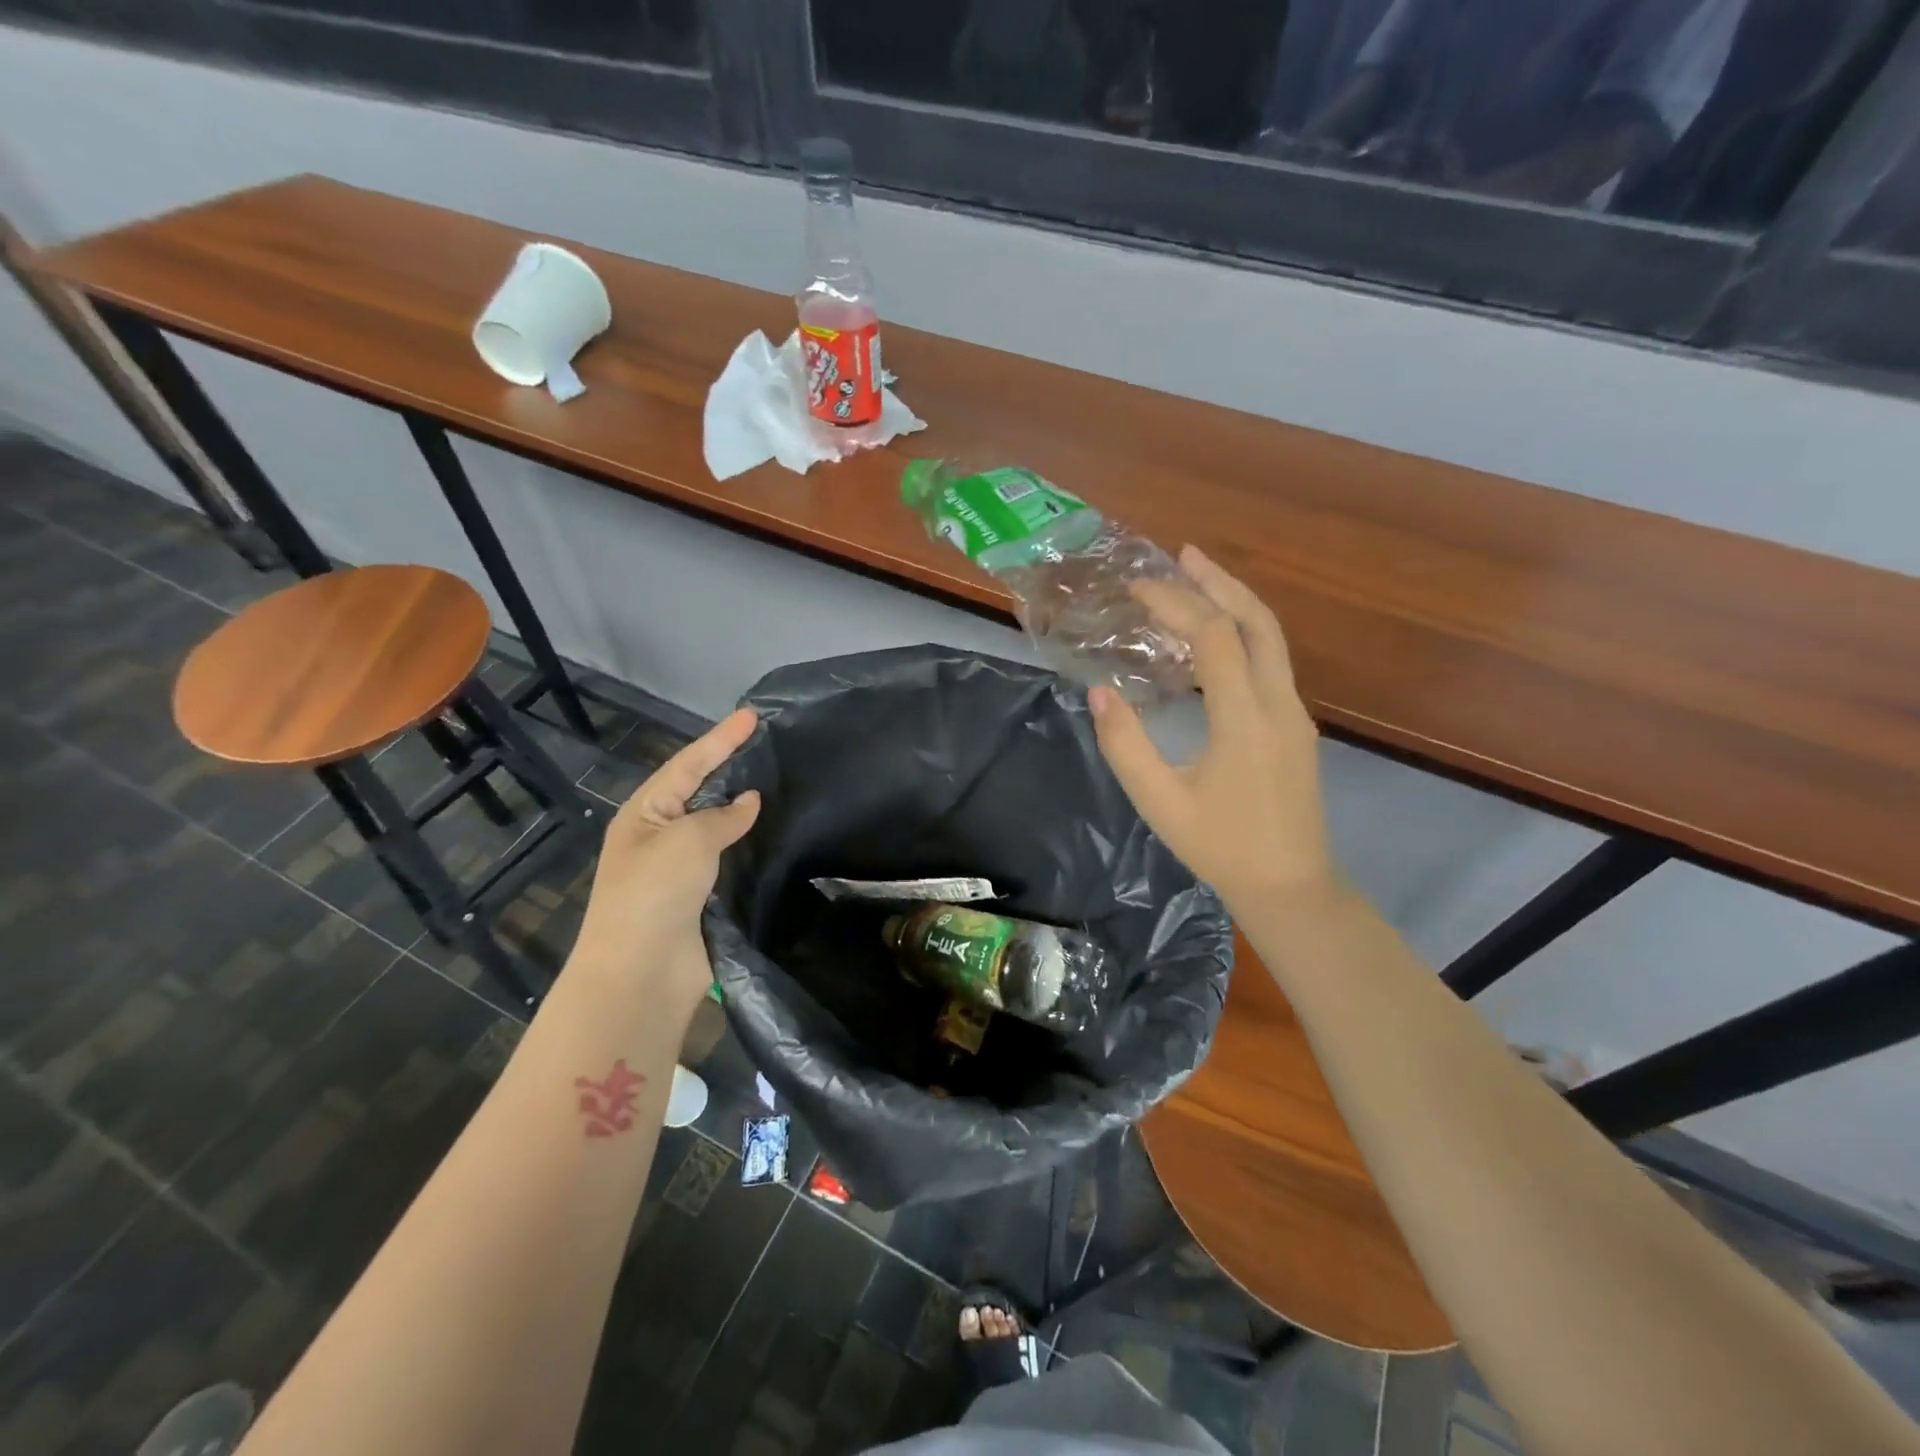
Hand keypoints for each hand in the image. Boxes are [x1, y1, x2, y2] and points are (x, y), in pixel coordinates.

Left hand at [567, 707, 760, 1003]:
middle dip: (731, 767)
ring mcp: (680, 869)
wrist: (642, 973)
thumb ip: (722, 816)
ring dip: (744, 808)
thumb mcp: (687, 840)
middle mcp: (660, 836)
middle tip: (768, 744)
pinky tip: (776, 833)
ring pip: (718, 826)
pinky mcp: (702, 897)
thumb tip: (750, 802)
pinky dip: (751, 844)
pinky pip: (730, 860)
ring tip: (779, 782)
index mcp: (644, 814)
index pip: (688, 764)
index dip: (721, 739)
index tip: (752, 715)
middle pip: (701, 791)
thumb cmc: (654, 893)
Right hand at [1089, 545, 1331, 911]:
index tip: (1137, 589)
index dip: (1176, 604)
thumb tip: (1099, 692)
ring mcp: (1294, 713)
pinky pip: (1271, 662)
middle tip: (1182, 554)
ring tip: (1197, 579)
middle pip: (1257, 621)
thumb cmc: (1221, 847)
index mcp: (1245, 718)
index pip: (1213, 637)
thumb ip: (1125, 745)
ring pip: (1271, 638)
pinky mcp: (1296, 726)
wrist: (1291, 886)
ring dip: (1235, 602)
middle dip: (1219, 582)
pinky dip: (1242, 633)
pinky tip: (1213, 639)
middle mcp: (1279, 703)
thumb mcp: (1159, 802)